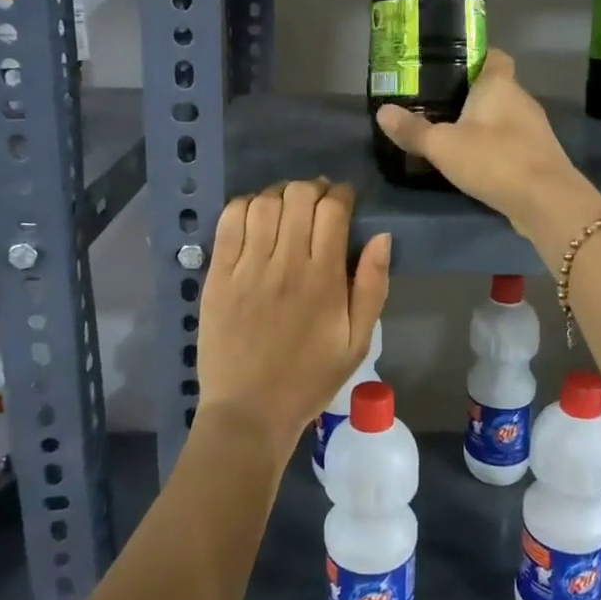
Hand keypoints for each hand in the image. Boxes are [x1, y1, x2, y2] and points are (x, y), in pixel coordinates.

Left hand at [198, 179, 391, 457]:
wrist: (249, 412)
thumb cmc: (310, 378)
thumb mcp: (358, 341)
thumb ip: (373, 286)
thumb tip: (382, 237)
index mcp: (324, 279)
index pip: (333, 210)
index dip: (342, 194)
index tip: (345, 201)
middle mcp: (285, 264)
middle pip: (298, 196)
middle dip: (313, 188)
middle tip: (318, 202)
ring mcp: (247, 268)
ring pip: (264, 202)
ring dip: (280, 194)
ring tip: (287, 207)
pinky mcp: (218, 275)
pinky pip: (228, 221)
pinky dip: (244, 206)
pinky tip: (255, 215)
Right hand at [374, 51, 598, 240]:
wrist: (547, 202)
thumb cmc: (495, 160)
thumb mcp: (443, 145)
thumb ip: (413, 130)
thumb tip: (383, 111)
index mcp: (499, 85)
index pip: (493, 55)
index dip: (474, 56)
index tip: (448, 66)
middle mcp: (521, 100)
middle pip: (495, 87)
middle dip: (469, 94)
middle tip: (436, 103)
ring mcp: (533, 130)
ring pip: (503, 117)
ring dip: (482, 124)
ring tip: (450, 133)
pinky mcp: (538, 157)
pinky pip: (510, 143)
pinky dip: (493, 147)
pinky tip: (474, 162)